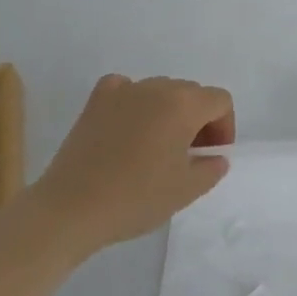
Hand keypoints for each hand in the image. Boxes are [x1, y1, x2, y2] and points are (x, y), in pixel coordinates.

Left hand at [35, 75, 233, 251]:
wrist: (72, 207)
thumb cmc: (136, 198)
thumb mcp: (185, 190)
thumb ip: (211, 168)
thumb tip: (214, 156)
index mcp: (183, 105)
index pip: (219, 100)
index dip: (224, 127)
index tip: (211, 156)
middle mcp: (156, 87)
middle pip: (191, 93)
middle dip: (198, 120)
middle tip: (188, 155)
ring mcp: (123, 89)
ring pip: (160, 90)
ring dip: (168, 112)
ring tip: (156, 147)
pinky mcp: (96, 100)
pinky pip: (126, 88)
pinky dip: (134, 102)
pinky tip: (128, 127)